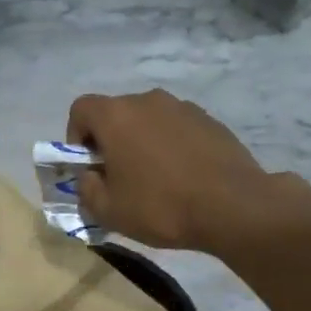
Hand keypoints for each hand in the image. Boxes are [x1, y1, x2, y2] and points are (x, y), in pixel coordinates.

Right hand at [65, 90, 310, 254]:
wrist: (234, 207)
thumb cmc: (161, 206)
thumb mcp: (108, 210)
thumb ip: (86, 189)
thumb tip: (89, 176)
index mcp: (116, 115)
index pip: (81, 109)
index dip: (76, 136)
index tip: (88, 165)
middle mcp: (147, 100)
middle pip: (116, 113)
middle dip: (110, 140)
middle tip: (119, 176)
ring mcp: (182, 107)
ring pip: (148, 120)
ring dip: (142, 141)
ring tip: (155, 177)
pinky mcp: (210, 120)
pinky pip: (177, 128)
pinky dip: (172, 145)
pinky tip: (183, 176)